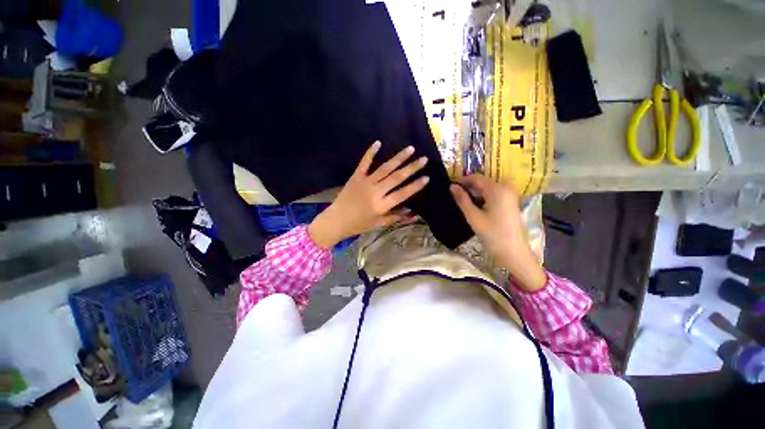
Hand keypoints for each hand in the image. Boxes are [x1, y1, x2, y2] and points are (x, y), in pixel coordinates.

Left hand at [308, 141, 429, 248]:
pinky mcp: (356, 176)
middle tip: (424, 159)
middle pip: (396, 177)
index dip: (415, 186)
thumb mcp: (378, 224)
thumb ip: (396, 217)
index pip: (402, 193)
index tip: (426, 177)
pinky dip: (371, 152)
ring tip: (410, 149)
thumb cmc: (358, 225)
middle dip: (412, 168)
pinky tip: (378, 142)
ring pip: (385, 168)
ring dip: (398, 158)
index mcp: (382, 205)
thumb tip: (413, 213)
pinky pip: (364, 162)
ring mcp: (365, 182)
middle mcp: (376, 191)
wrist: (336, 220)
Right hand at [449, 174, 545, 291]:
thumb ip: (462, 199)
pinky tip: (475, 205)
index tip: (451, 185)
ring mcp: (510, 195)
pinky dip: (483, 197)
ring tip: (462, 199)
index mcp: (497, 189)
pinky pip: (494, 194)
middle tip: (455, 193)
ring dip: (475, 192)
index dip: (463, 180)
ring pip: (488, 188)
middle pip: (483, 181)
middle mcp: (506, 188)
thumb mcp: (473, 216)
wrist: (512, 251)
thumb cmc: (491, 233)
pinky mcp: (510, 202)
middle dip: (469, 186)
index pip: (477, 178)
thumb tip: (452, 186)